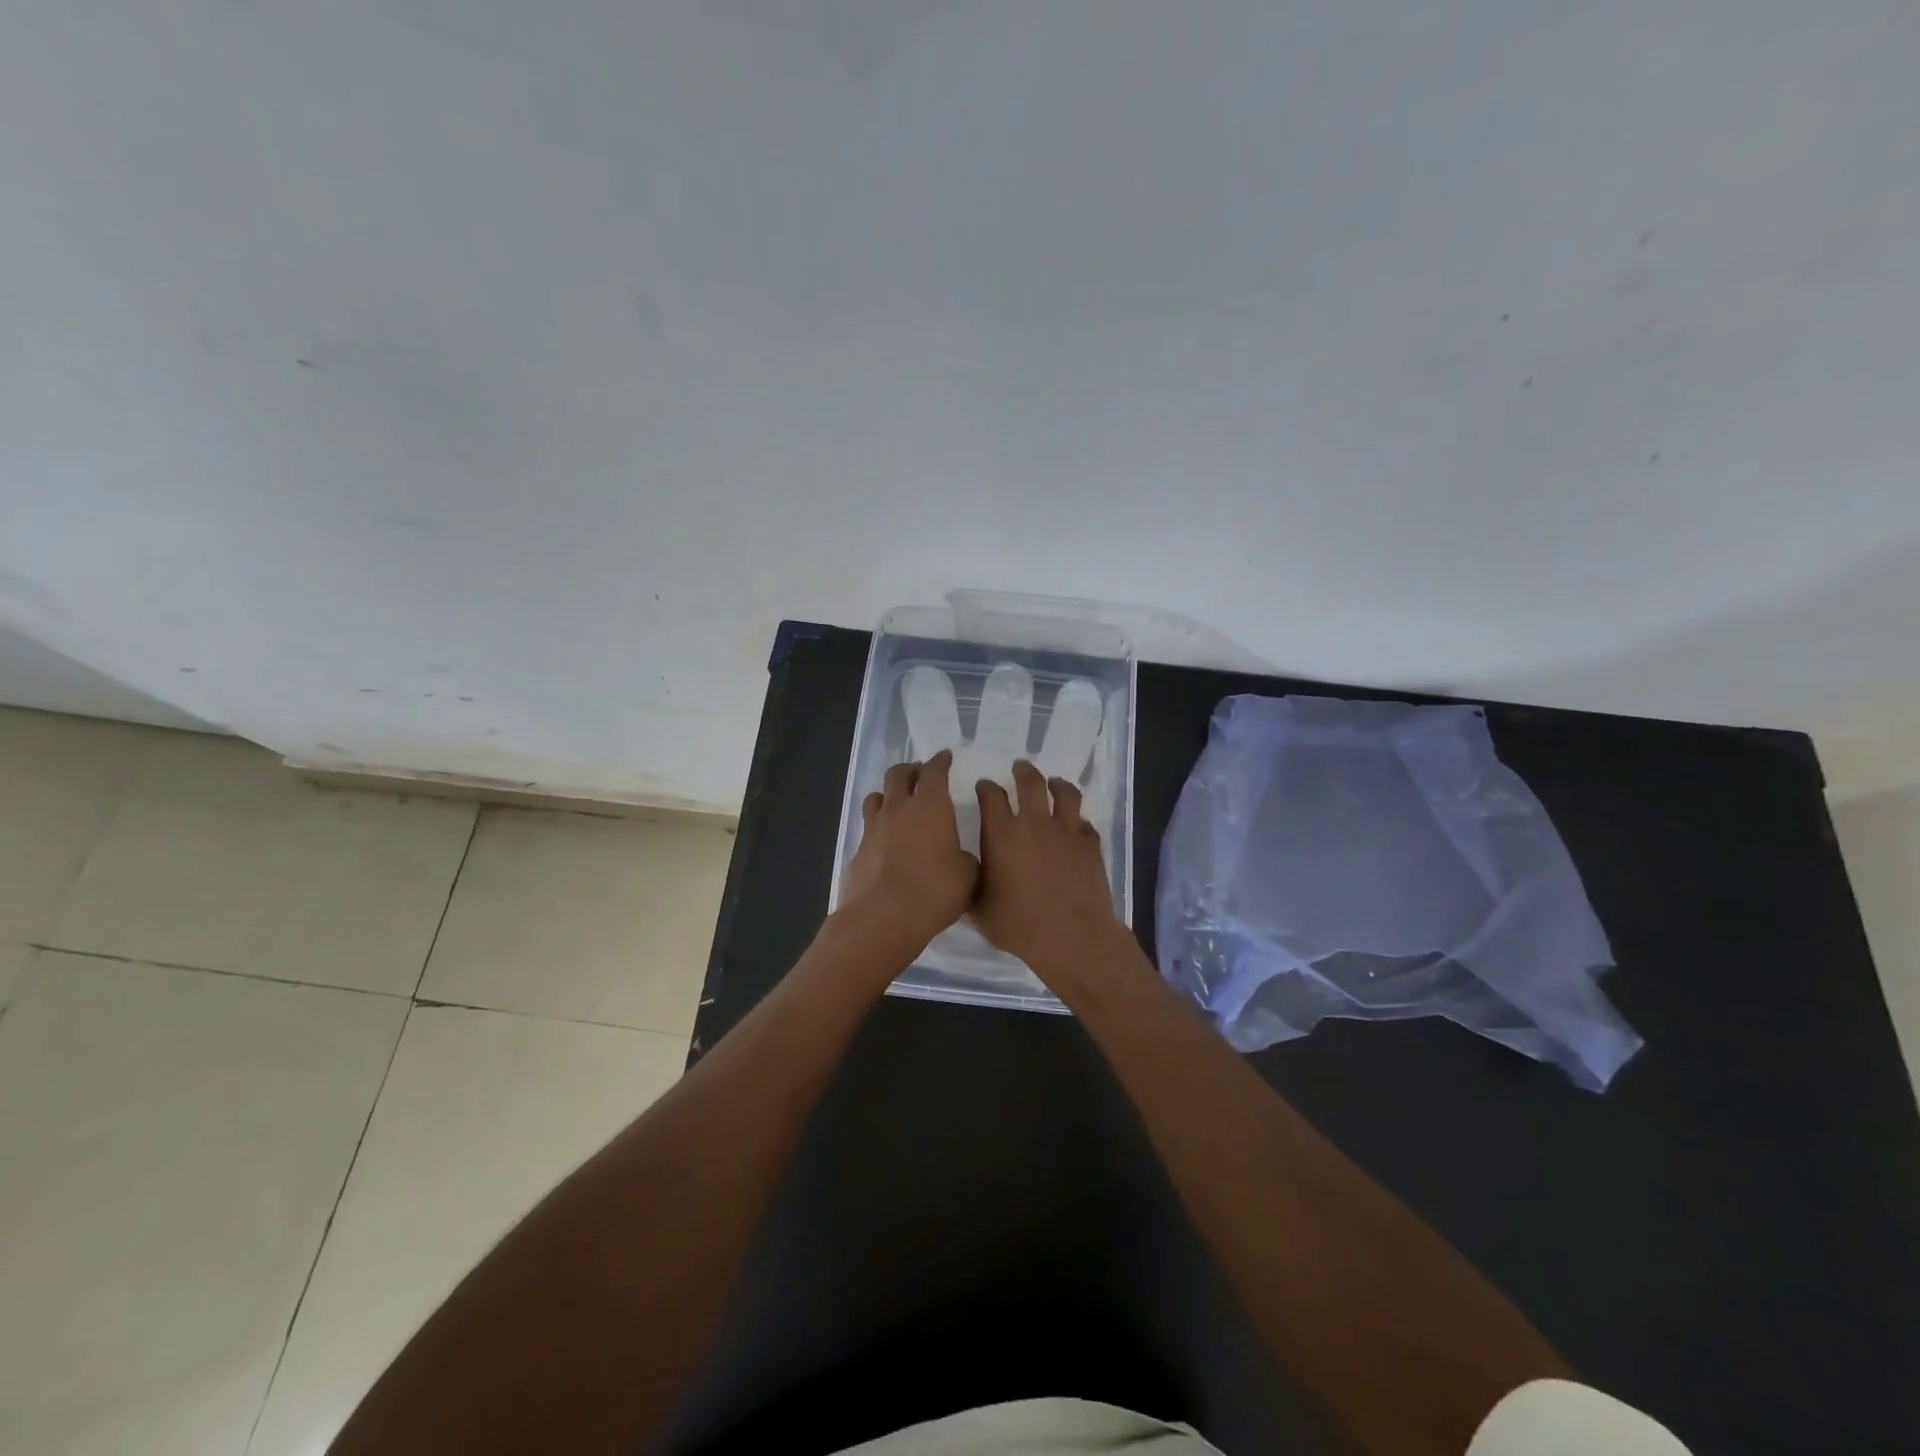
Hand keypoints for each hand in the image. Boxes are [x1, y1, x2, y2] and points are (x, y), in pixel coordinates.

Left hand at [840, 750, 979, 955]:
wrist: (883, 918)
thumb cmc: (934, 891)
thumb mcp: (968, 876)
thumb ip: (965, 858)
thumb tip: (959, 857)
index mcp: (930, 806)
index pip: (934, 771)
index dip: (941, 761)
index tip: (945, 757)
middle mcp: (898, 808)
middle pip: (898, 774)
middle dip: (911, 769)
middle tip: (921, 775)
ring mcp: (874, 827)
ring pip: (877, 796)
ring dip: (889, 794)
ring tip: (899, 803)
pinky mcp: (859, 850)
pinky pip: (869, 826)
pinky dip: (879, 825)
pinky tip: (888, 840)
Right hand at [973, 760, 1125, 981]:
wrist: (1070, 936)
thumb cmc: (1018, 924)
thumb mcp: (980, 910)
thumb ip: (972, 886)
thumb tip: (966, 877)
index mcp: (1001, 833)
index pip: (991, 796)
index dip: (986, 787)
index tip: (984, 786)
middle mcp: (1034, 823)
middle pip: (1030, 782)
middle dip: (1022, 771)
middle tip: (1019, 767)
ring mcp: (1066, 831)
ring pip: (1065, 794)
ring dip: (1057, 784)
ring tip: (1055, 783)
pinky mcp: (1090, 845)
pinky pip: (1085, 824)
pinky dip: (1079, 822)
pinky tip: (1077, 826)